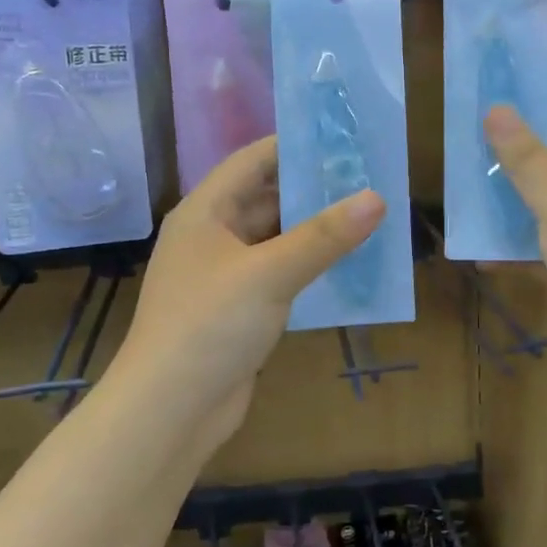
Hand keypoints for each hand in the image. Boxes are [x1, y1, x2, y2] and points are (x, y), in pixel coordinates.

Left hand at [109, 137, 385, 450]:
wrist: (170, 410)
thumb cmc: (210, 326)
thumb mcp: (269, 274)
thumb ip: (324, 236)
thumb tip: (376, 197)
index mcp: (204, 212)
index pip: (252, 161)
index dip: (294, 145)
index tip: (344, 137)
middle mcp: (211, 236)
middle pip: (266, 198)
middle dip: (313, 189)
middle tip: (368, 177)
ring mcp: (224, 274)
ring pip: (275, 238)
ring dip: (314, 230)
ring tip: (367, 215)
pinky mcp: (238, 308)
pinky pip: (279, 273)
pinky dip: (309, 266)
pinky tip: (347, 264)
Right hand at [484, 104, 546, 391]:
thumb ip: (526, 157)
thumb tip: (497, 108)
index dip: (536, 109)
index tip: (491, 104)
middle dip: (513, 159)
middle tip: (466, 150)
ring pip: (545, 208)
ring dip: (509, 205)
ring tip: (464, 195)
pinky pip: (542, 248)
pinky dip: (515, 248)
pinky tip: (479, 252)